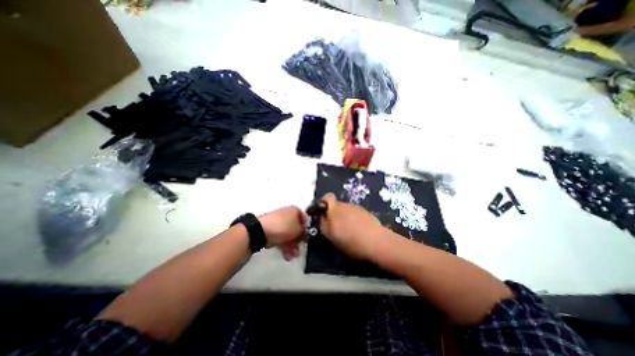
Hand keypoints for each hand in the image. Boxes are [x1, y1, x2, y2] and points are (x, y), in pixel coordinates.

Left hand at [258, 206, 307, 261]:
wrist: (260, 231)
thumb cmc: (284, 227)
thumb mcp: (298, 231)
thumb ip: (304, 233)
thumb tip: (304, 234)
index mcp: (295, 210)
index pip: (305, 219)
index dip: (307, 229)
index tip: (307, 238)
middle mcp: (287, 214)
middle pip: (296, 228)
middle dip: (298, 241)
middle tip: (299, 250)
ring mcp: (278, 221)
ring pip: (288, 234)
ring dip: (292, 245)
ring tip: (292, 256)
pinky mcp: (271, 229)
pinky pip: (280, 237)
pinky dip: (284, 245)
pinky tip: (286, 255)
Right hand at [321, 193, 383, 259]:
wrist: (375, 241)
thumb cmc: (350, 240)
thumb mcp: (331, 236)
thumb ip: (324, 224)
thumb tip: (321, 218)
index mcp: (334, 209)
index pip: (327, 198)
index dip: (325, 203)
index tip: (325, 214)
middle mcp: (345, 205)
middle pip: (337, 206)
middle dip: (335, 214)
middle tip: (337, 227)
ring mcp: (356, 207)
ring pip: (346, 210)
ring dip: (345, 217)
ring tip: (349, 231)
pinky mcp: (366, 212)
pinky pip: (355, 214)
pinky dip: (354, 219)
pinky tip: (358, 230)